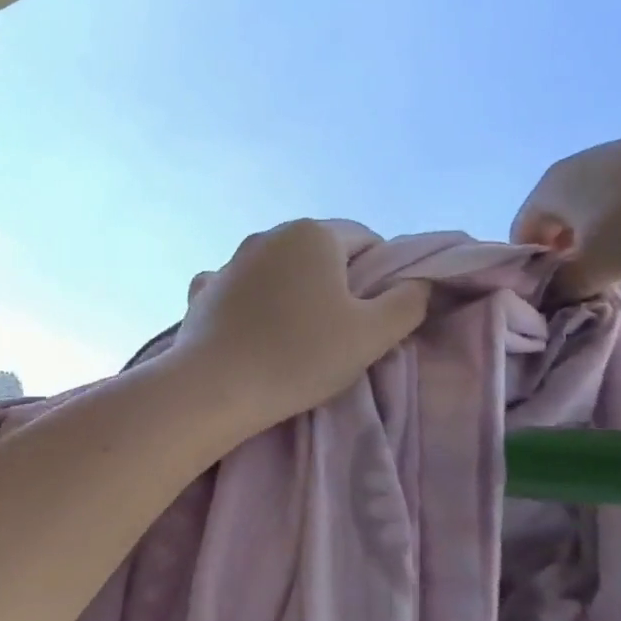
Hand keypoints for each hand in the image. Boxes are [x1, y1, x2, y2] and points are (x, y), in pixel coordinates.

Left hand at [169, 220, 430, 431]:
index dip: (380, 276)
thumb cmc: (299, 356)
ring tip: (294, 336)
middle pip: (319, 253)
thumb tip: (416, 282)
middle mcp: (268, 235)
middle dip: (334, 283)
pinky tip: (252, 330)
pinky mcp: (203, 290)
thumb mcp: (373, 334)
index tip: (373, 316)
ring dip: (292, 292)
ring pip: (277, 270)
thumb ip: (408, 301)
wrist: (214, 387)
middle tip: (338, 330)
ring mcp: (229, 261)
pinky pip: (240, 289)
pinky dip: (251, 303)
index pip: (366, 241)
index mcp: (312, 234)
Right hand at [510, 115, 620, 304]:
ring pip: (617, 223)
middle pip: (570, 226)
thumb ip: (565, 287)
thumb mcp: (599, 267)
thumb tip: (552, 296)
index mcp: (555, 186)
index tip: (552, 294)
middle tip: (590, 293)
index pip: (524, 231)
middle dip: (579, 263)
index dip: (533, 266)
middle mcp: (588, 169)